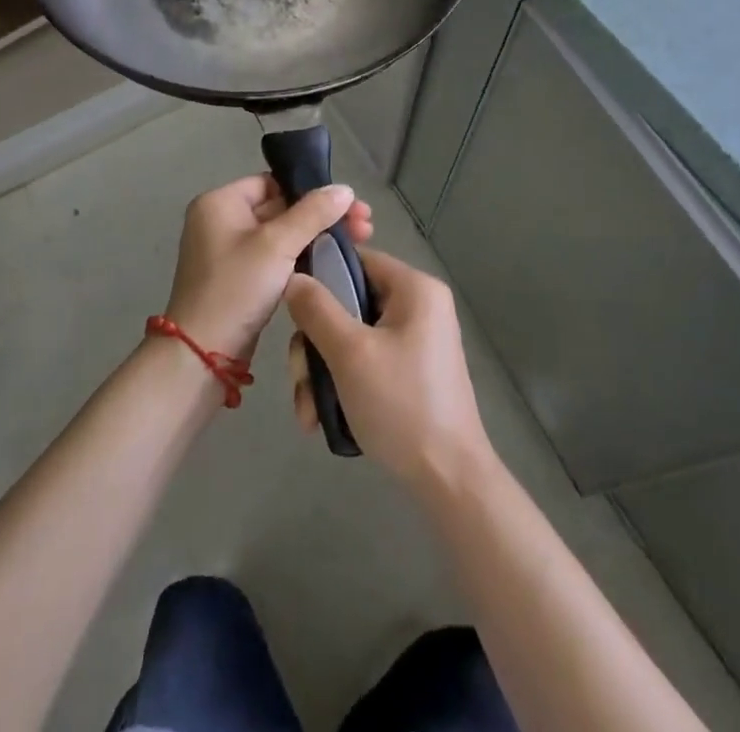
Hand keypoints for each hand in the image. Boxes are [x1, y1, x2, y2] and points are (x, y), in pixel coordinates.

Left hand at [165, 175, 373, 361]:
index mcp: (220, 203)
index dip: (310, 190)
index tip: (348, 203)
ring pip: (282, 234)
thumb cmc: (236, 288)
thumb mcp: (277, 245)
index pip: (272, 182)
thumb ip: (312, 213)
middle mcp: (221, 221)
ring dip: (317, 235)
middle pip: (281, 207)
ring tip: (360, 239)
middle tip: (365, 224)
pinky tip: (333, 260)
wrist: (202, 355)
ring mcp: (229, 253)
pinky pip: (276, 257)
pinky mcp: (240, 279)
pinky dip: (302, 256)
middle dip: (323, 215)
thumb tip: (345, 189)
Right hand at [284, 249, 494, 495]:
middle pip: (348, 304)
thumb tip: (294, 277)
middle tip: (301, 381)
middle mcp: (418, 307)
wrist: (449, 480)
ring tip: (310, 414)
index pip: (357, 260)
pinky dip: (342, 385)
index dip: (320, 277)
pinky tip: (323, 419)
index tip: (291, 309)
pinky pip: (365, 361)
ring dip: (322, 373)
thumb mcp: (350, 353)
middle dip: (315, 346)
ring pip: (351, 338)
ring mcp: (415, 341)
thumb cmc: (401, 404)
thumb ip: (317, 310)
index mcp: (415, 288)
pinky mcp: (409, 371)